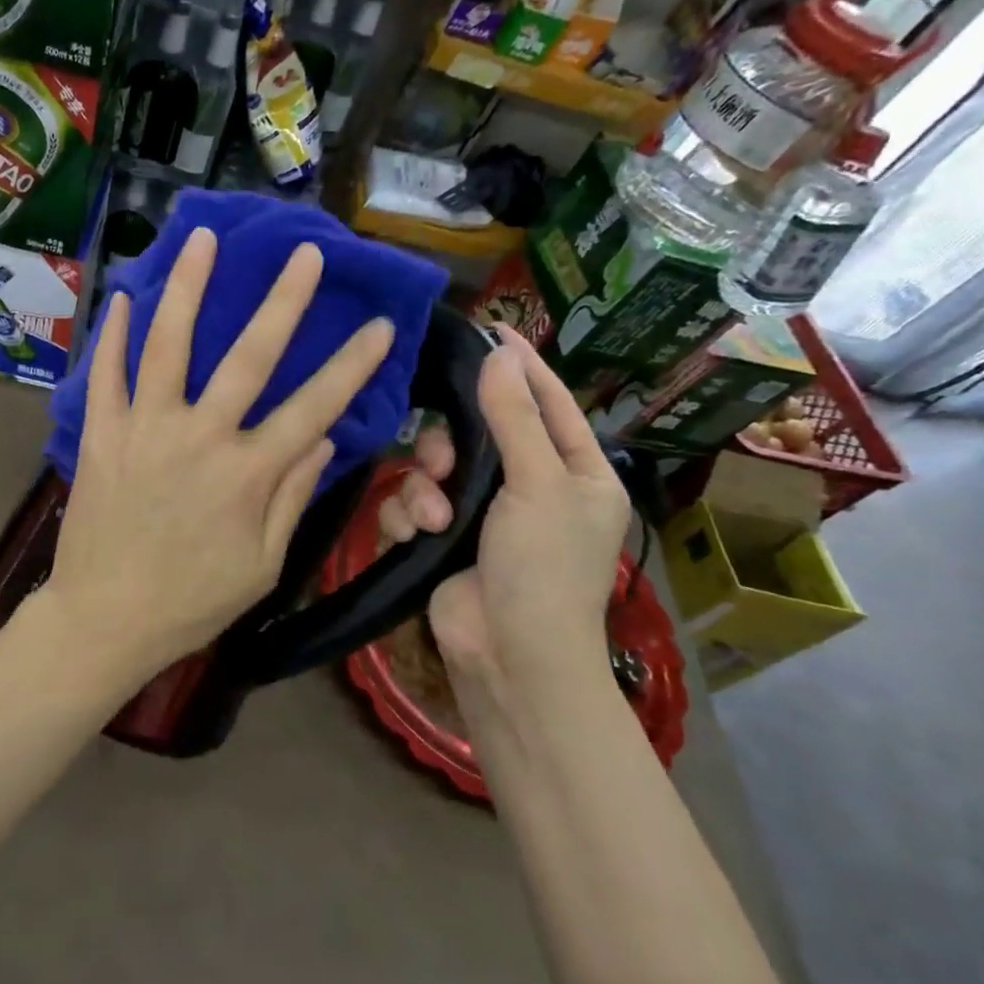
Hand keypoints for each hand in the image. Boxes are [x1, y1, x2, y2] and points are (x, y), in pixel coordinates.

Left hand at [42, 228, 396, 682]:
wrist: (104, 620)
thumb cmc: (191, 602)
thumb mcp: (262, 565)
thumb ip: (293, 497)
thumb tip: (325, 439)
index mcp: (247, 474)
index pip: (314, 408)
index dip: (352, 366)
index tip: (382, 325)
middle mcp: (199, 437)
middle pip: (249, 357)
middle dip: (283, 301)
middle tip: (304, 253)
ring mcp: (145, 429)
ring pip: (169, 344)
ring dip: (188, 287)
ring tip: (201, 238)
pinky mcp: (101, 434)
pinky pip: (106, 374)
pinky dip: (115, 333)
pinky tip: (125, 295)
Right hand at [386, 331, 630, 698]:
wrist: (508, 655)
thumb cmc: (542, 568)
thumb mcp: (537, 484)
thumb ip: (513, 417)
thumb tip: (500, 353)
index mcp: (574, 472)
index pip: (549, 402)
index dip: (522, 366)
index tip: (491, 328)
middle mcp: (529, 487)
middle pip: (477, 433)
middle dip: (450, 445)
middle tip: (440, 459)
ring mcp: (481, 515)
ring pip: (433, 469)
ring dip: (425, 491)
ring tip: (433, 519)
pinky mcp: (441, 539)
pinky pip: (411, 504)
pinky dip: (409, 517)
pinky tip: (417, 536)